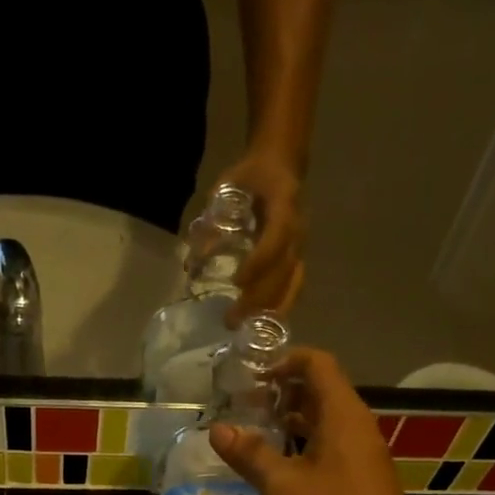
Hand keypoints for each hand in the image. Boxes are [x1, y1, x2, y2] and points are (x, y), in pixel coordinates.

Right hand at [208, 349, 432, 494]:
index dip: (286, 360)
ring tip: (254, 431)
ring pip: (324, 420)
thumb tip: (217, 429)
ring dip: (291, 419)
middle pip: (320, 390)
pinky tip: (277, 466)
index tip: (253, 376)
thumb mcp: (283, 486)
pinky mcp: (360, 477)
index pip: (318, 364)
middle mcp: (355, 426)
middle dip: (282, 391)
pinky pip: (329, 445)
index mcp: (342, 415)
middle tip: (245, 404)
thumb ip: (250, 455)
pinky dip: (302, 444)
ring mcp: (360, 453)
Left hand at [209, 149, 304, 325]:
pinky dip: (279, 306)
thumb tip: (193, 259)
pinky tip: (262, 324)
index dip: (259, 262)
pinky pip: (293, 286)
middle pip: (283, 271)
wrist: (281, 165)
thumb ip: (213, 219)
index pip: (276, 240)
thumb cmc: (253, 174)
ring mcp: (300, 246)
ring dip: (270, 309)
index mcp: (284, 206)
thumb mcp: (229, 184)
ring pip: (291, 284)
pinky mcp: (297, 258)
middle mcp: (298, 231)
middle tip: (232, 319)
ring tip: (246, 329)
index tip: (237, 282)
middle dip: (258, 297)